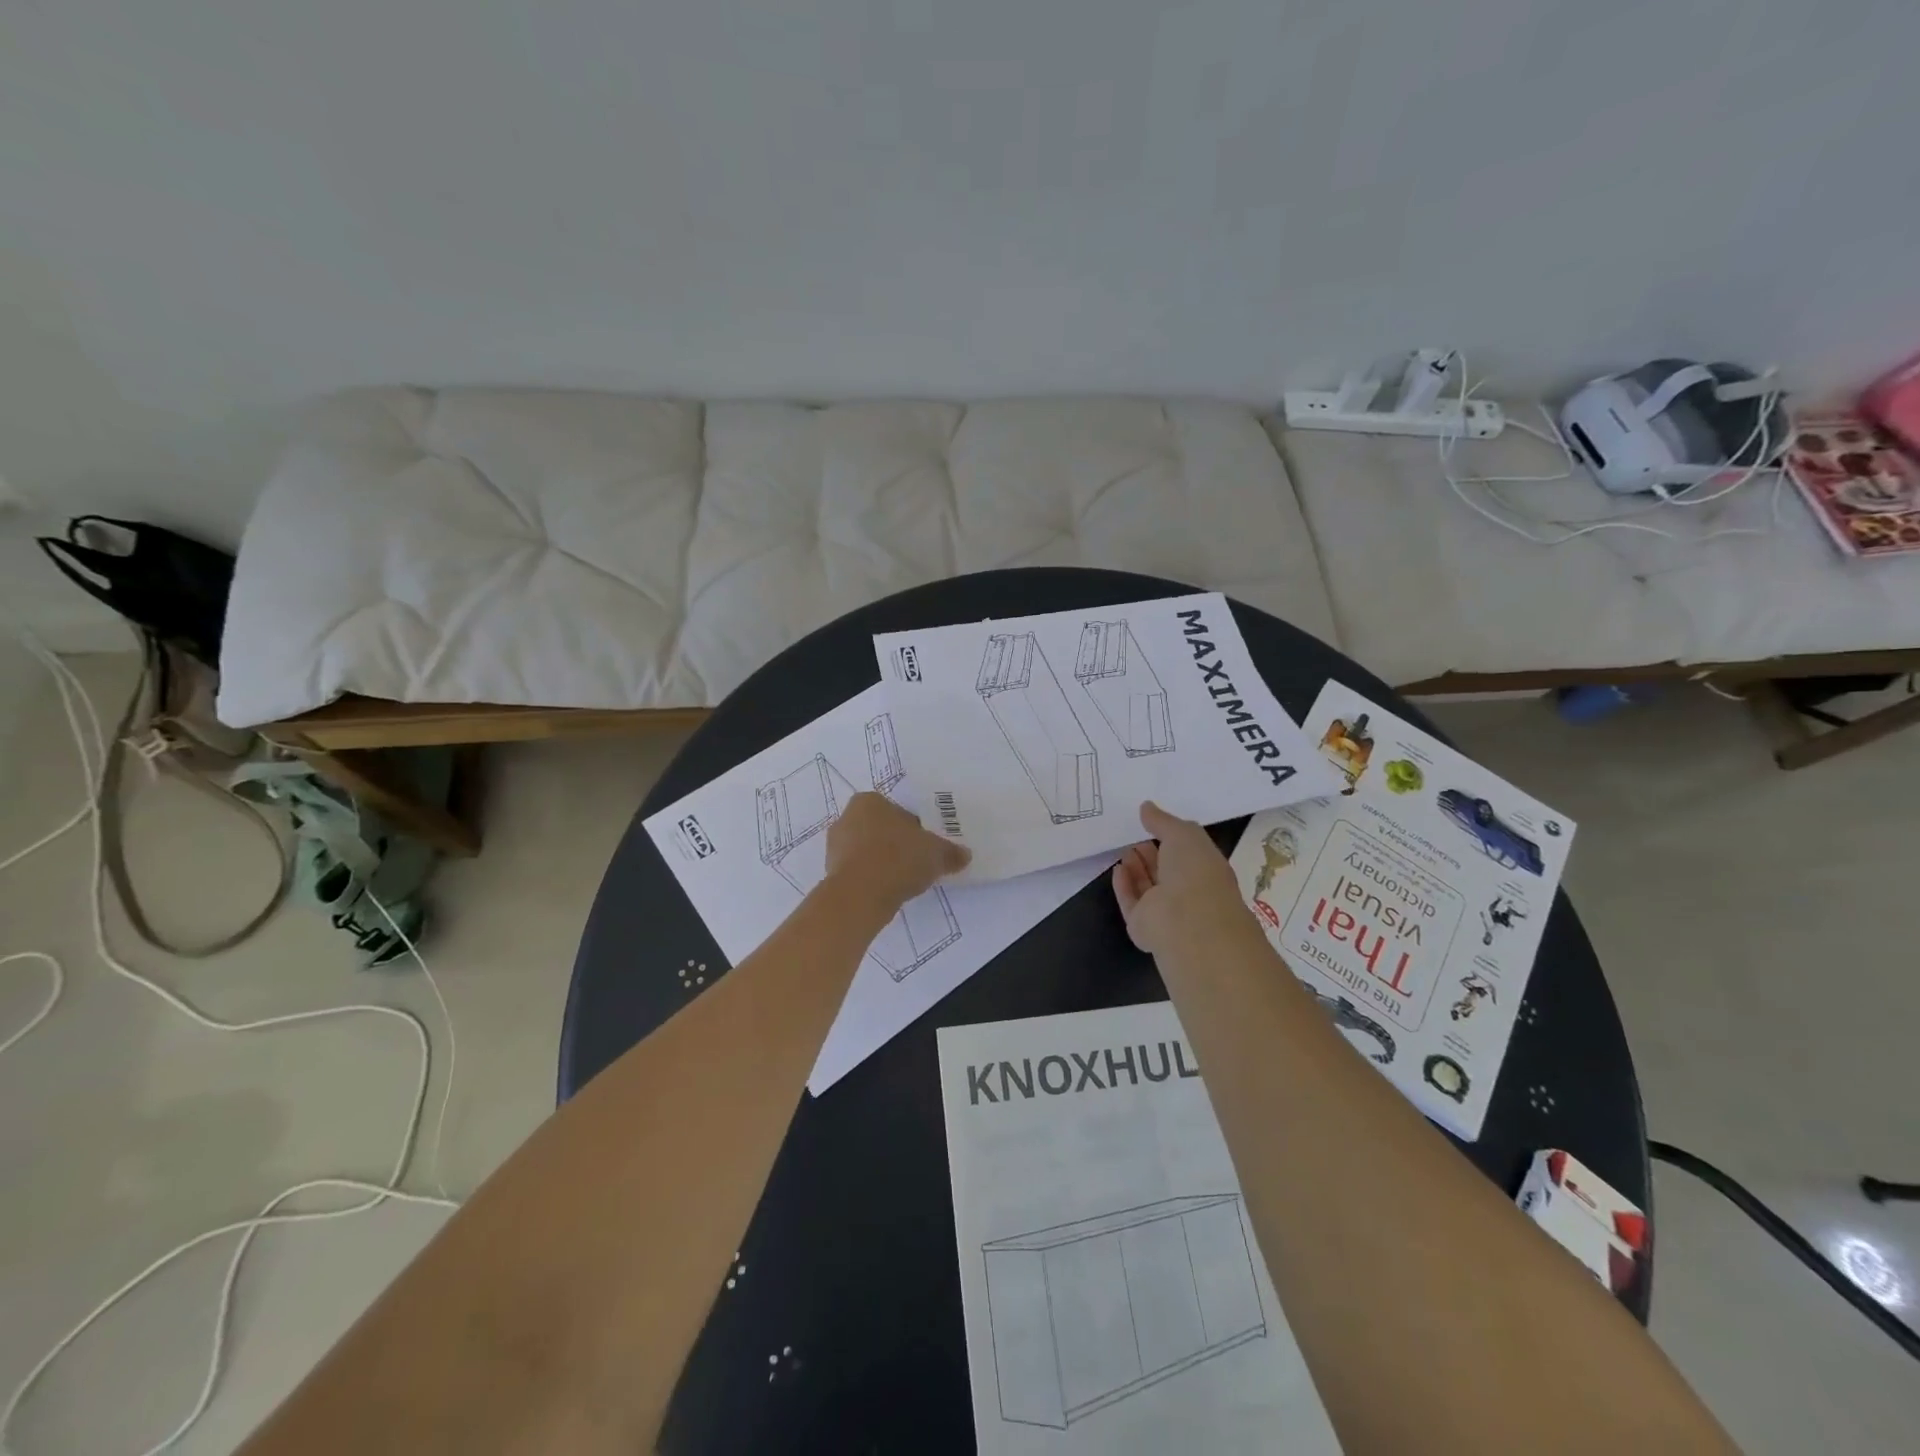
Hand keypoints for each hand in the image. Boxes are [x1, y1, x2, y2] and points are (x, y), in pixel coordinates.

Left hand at [824, 793, 970, 912]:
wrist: (859, 895)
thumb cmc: (897, 859)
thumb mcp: (935, 853)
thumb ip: (950, 852)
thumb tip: (964, 855)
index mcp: (869, 801)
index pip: (898, 812)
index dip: (915, 830)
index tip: (926, 847)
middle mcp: (847, 817)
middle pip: (881, 830)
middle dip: (897, 844)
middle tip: (917, 863)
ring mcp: (834, 846)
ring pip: (868, 851)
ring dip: (883, 863)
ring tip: (904, 881)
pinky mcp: (830, 872)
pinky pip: (859, 872)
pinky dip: (872, 879)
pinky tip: (887, 892)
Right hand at [1112, 801, 1246, 956]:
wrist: (1187, 922)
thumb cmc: (1195, 872)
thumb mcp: (1184, 834)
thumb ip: (1163, 821)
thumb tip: (1146, 807)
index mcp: (1206, 871)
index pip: (1188, 853)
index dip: (1172, 838)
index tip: (1152, 823)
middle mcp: (1188, 892)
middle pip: (1166, 871)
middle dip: (1151, 853)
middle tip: (1134, 835)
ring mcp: (1166, 912)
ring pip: (1148, 887)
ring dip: (1137, 868)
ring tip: (1124, 848)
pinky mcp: (1143, 925)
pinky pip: (1131, 902)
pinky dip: (1124, 885)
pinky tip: (1117, 868)